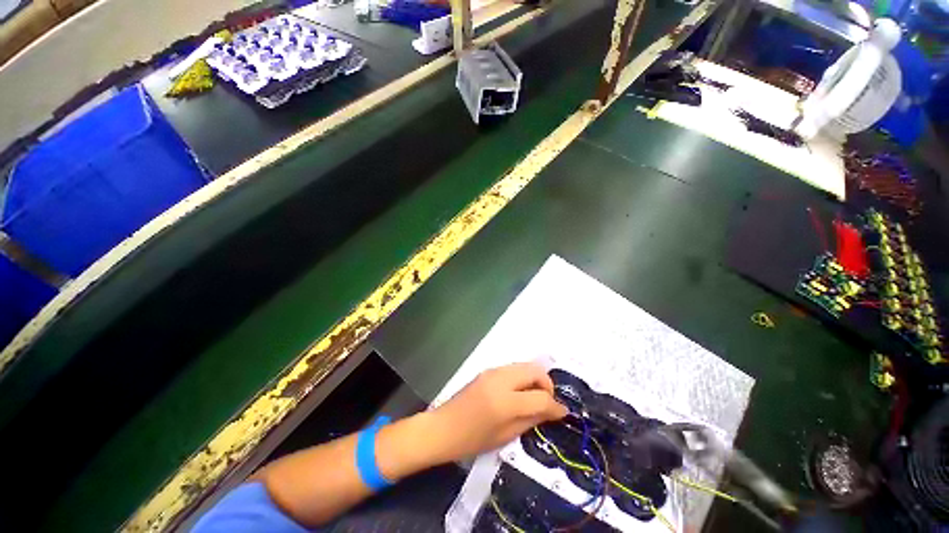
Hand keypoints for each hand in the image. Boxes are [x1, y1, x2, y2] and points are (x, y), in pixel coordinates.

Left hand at [426, 362, 568, 462]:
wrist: (439, 431)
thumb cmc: (470, 441)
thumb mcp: (505, 436)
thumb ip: (531, 420)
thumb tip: (552, 412)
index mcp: (505, 401)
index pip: (541, 397)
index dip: (555, 406)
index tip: (563, 414)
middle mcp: (500, 380)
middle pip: (536, 372)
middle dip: (547, 386)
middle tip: (547, 403)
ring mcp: (491, 373)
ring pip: (525, 367)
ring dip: (535, 380)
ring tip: (534, 400)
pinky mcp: (484, 373)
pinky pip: (513, 369)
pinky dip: (522, 378)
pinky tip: (519, 395)